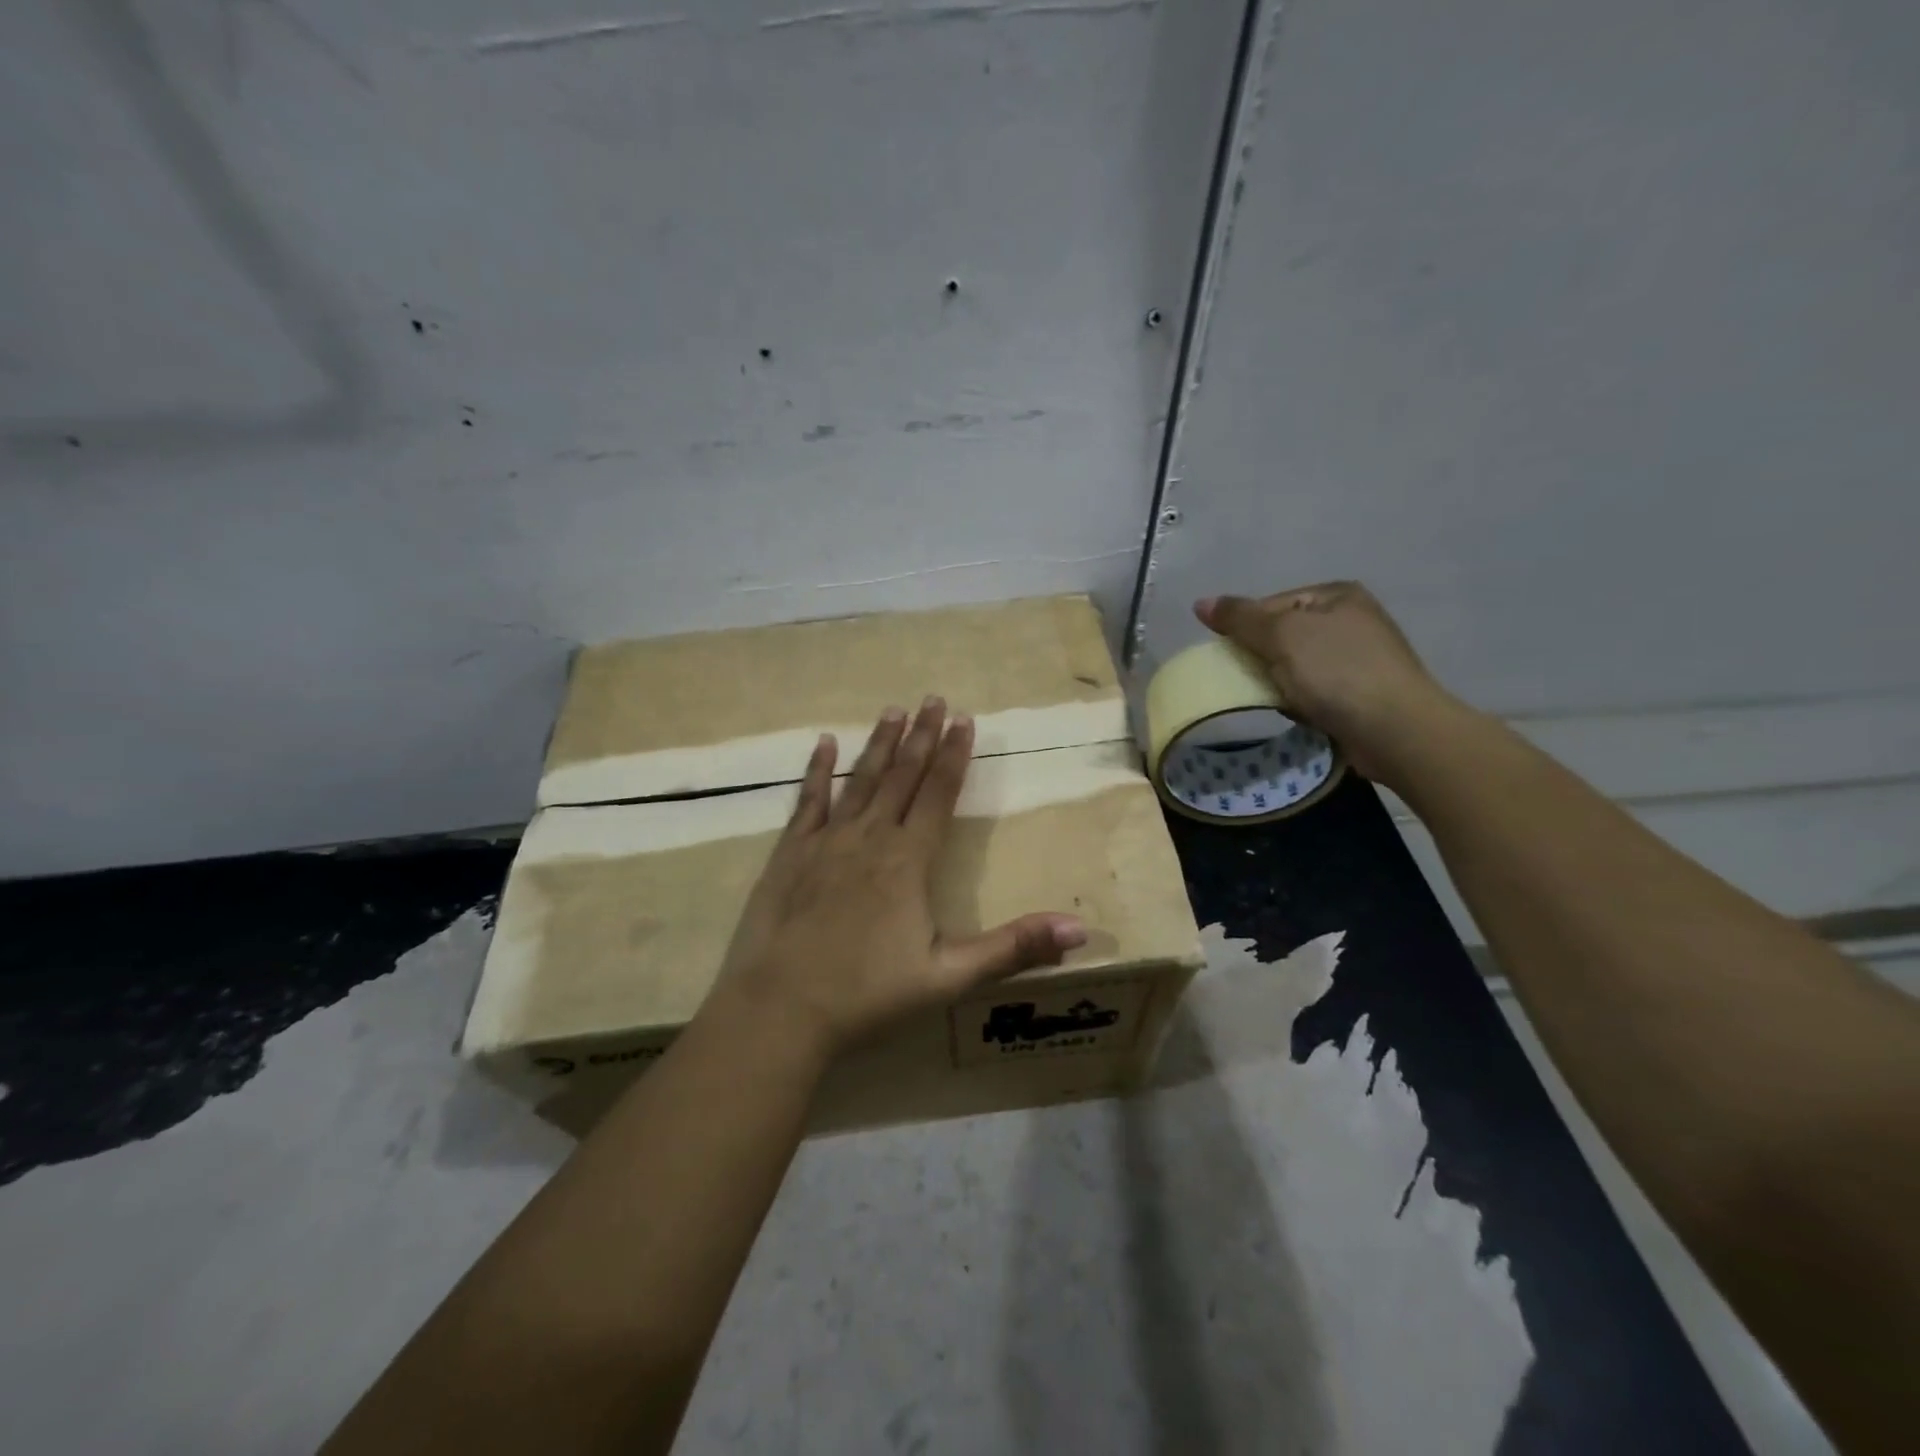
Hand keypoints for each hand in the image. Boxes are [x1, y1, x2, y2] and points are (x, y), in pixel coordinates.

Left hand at [709, 698, 1087, 1057]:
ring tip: (893, 710)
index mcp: (909, 860)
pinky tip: (823, 743)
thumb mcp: (950, 976)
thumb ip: (1014, 948)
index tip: (964, 719)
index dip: (954, 756)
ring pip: (861, 780)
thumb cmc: (869, 994)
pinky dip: (817, 770)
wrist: (782, 1009)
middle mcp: (870, 837)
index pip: (939, 794)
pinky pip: (808, 800)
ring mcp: (827, 841)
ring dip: (879, 744)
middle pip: (902, 776)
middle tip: (933, 699)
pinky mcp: (791, 852)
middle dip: (921, 736)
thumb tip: (1080, 930)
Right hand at [1194, 581, 1463, 784]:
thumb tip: (1200, 603)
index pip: (1271, 604)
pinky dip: (1299, 702)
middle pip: (1282, 636)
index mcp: (1337, 596)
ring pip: (1295, 666)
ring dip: (1279, 683)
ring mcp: (1359, 658)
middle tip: (1250, 680)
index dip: (1246, 629)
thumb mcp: (1281, 636)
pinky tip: (1297, 714)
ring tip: (1276, 700)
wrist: (1395, 730)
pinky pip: (1313, 691)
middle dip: (1263, 659)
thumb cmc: (1337, 672)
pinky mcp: (1361, 693)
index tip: (1234, 656)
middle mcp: (1352, 620)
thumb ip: (1240, 618)